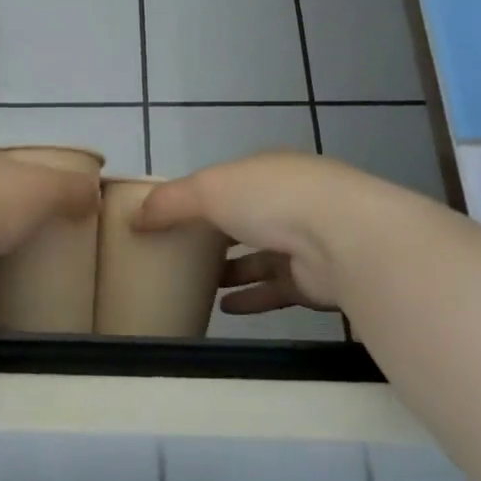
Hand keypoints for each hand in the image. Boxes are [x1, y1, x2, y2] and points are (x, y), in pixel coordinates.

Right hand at [135, 152, 355, 314]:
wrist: (345, 238)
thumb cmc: (271, 200)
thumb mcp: (207, 189)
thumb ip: (169, 202)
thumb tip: (135, 218)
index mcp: (267, 171)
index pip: (229, 182)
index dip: (201, 197)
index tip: (172, 217)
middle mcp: (290, 202)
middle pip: (246, 219)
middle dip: (216, 235)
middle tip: (180, 254)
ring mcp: (306, 241)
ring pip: (260, 257)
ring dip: (232, 270)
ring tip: (197, 284)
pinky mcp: (314, 280)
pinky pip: (276, 289)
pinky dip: (251, 297)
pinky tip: (225, 308)